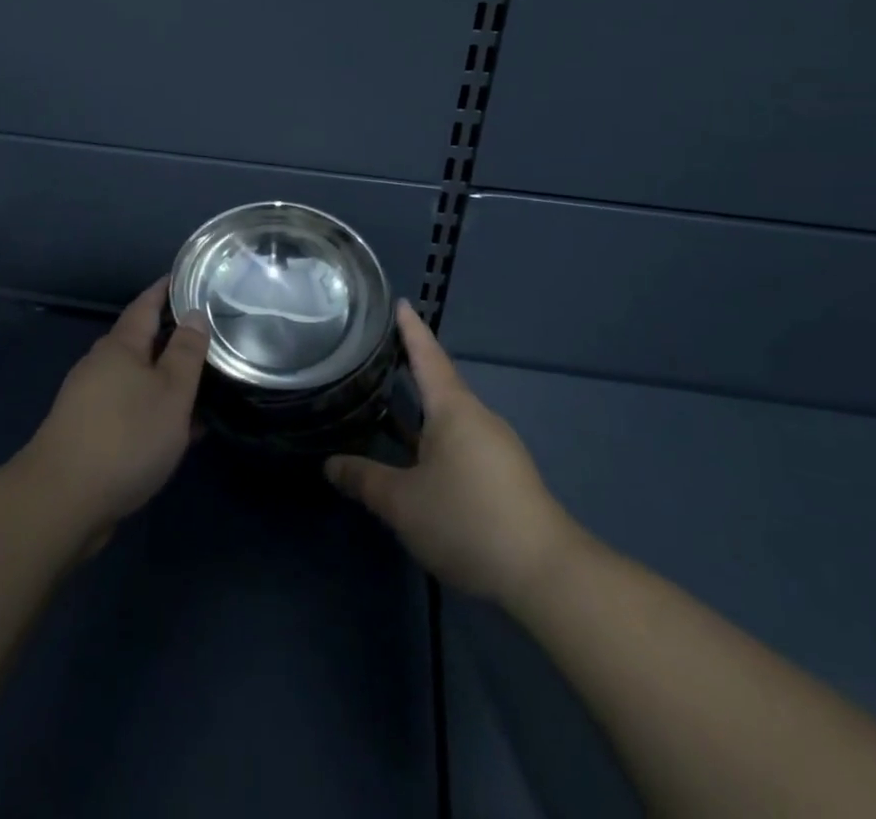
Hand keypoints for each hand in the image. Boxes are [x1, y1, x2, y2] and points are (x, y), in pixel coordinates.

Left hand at [13, 278, 207, 549]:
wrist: (62, 501)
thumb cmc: (126, 436)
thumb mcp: (171, 391)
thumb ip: (186, 352)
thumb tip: (194, 314)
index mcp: (120, 346)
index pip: (146, 304)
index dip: (167, 290)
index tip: (189, 278)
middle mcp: (101, 366)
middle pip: (141, 342)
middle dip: (171, 337)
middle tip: (209, 335)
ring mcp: (91, 401)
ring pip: (138, 379)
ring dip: (167, 379)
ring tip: (203, 384)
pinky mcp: (89, 434)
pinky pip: (131, 410)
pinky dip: (155, 411)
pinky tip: (180, 430)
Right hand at [325, 302, 579, 607]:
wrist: (546, 573)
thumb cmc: (467, 519)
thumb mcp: (403, 502)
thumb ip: (364, 479)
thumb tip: (330, 464)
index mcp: (453, 408)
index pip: (427, 356)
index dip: (410, 329)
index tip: (398, 302)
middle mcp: (477, 418)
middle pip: (440, 384)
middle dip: (411, 370)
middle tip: (377, 357)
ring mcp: (496, 447)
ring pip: (450, 418)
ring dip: (422, 411)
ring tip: (389, 408)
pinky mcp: (505, 476)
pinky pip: (462, 442)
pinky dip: (435, 438)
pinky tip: (419, 459)